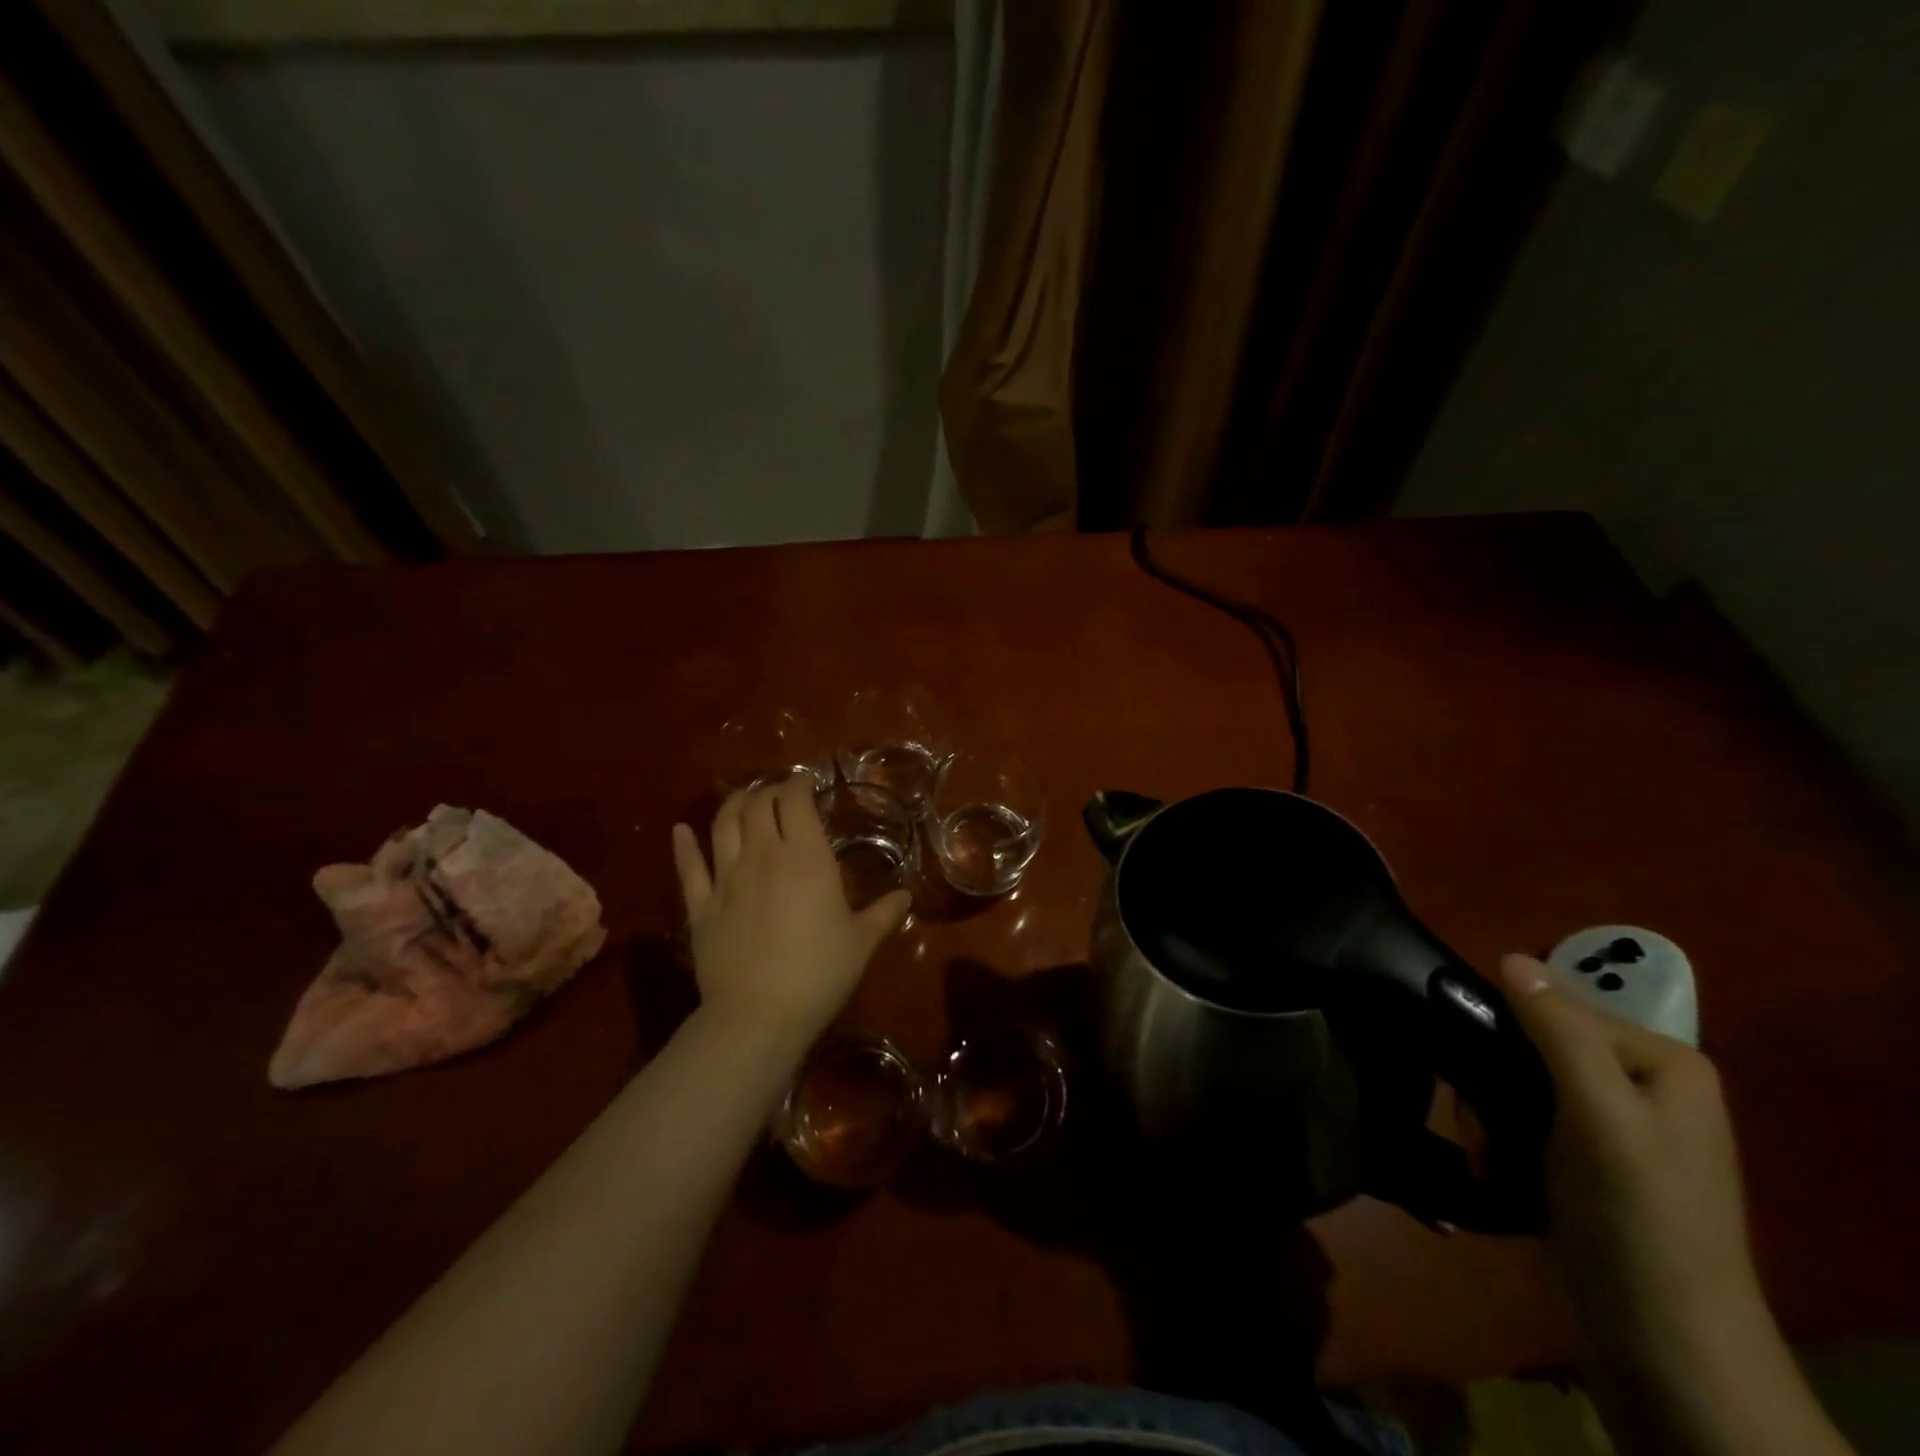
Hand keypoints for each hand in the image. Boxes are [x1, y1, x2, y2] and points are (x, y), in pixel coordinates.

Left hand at [672, 778, 909, 1055]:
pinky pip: (688, 867)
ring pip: (722, 824)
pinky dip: (684, 845)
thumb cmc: (819, 973)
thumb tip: (906, 896)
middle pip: (758, 804)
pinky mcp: (701, 906)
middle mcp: (763, 855)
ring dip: (732, 804)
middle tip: (779, 794)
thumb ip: (885, 913)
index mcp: (806, 857)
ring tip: (741, 799)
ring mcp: (726, 878)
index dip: (798, 785)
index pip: (795, 801)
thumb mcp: (862, 942)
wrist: (758, 1015)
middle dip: (768, 790)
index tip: (806, 782)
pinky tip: (680, 831)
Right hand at [1496, 954, 1759, 1368]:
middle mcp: (1639, 1084)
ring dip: (1488, 1118)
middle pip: (1531, 1046)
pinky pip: (1521, 1121)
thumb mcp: (1599, 1114)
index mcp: (1661, 1062)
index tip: (1478, 1073)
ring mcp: (1612, 1127)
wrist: (1662, 1346)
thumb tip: (1508, 956)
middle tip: (1483, 1126)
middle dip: (1493, 1084)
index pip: (1556, 1009)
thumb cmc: (1637, 1217)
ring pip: (1515, 1084)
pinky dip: (1499, 1143)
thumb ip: (1558, 1031)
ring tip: (1491, 1157)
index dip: (1508, 1034)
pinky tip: (1497, 1171)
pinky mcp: (1584, 1163)